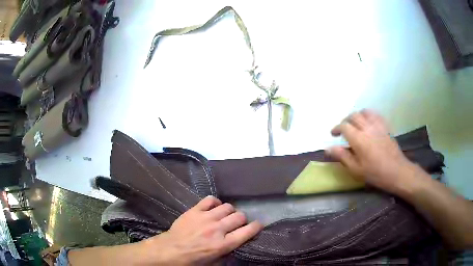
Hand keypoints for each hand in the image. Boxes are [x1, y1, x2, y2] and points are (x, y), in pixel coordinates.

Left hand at [145, 196, 262, 264]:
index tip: (258, 225)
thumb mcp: (214, 263)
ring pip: (227, 207)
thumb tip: (237, 245)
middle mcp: (218, 229)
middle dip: (242, 220)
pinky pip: (210, 200)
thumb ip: (228, 254)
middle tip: (237, 224)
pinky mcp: (195, 210)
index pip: (248, 231)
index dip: (256, 227)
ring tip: (225, 216)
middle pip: (239, 217)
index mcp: (223, 244)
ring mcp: (206, 218)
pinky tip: (214, 208)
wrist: (170, 250)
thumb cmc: (192, 260)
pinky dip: (215, 202)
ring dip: (230, 212)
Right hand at [326, 109, 414, 193]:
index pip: (344, 126)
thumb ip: (342, 156)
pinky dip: (369, 115)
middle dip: (346, 121)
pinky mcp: (385, 126)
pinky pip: (375, 114)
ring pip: (364, 112)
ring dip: (357, 116)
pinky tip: (368, 122)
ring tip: (355, 124)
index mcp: (359, 139)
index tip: (333, 134)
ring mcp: (378, 125)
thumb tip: (328, 149)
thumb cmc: (375, 173)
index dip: (337, 128)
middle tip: (343, 130)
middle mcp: (367, 128)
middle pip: (353, 116)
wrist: (396, 171)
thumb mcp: (356, 169)